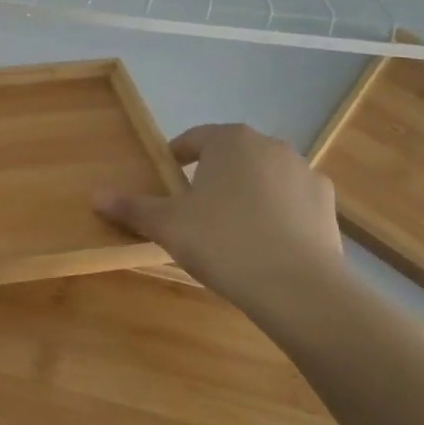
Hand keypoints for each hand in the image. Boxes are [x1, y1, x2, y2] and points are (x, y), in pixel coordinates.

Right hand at [95, 124, 347, 322]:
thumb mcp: (167, 226)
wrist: (297, 286)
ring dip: (248, 193)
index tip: (167, 176)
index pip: (195, 138)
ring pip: (264, 177)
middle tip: (195, 208)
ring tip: (232, 228)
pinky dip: (278, 214)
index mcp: (230, 140)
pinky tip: (266, 243)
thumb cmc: (222, 242)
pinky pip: (292, 201)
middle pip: (232, 155)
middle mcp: (270, 146)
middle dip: (214, 175)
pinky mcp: (327, 205)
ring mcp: (304, 173)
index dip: (177, 156)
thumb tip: (96, 196)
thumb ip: (132, 208)